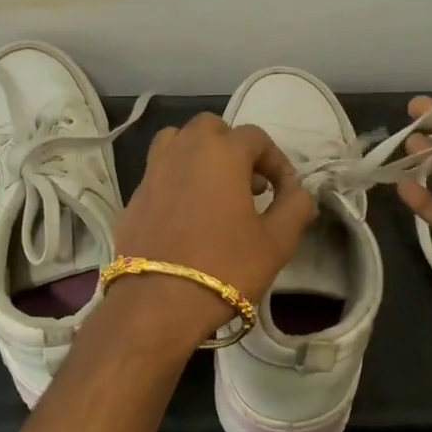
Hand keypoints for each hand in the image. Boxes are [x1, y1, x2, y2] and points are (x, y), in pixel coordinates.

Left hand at [111, 114, 318, 346]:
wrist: (159, 302)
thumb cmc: (227, 267)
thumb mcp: (277, 241)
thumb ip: (295, 206)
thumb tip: (299, 191)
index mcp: (221, 153)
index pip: (255, 137)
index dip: (276, 161)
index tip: (284, 191)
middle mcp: (183, 151)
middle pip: (210, 128)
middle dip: (233, 147)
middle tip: (248, 184)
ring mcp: (152, 173)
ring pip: (176, 142)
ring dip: (199, 155)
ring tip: (213, 190)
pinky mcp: (133, 199)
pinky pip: (158, 175)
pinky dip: (176, 182)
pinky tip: (186, 217)